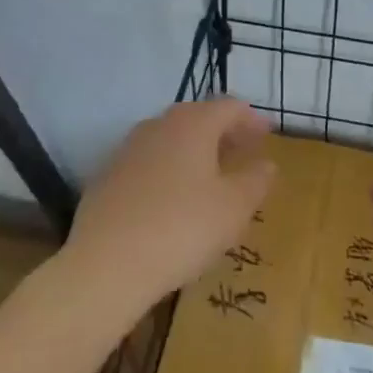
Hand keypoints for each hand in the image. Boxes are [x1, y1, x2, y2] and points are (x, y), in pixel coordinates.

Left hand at [61, 99, 276, 313]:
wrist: (106, 265)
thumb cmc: (182, 228)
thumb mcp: (234, 208)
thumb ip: (255, 181)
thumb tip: (265, 164)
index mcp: (192, 124)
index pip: (229, 107)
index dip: (251, 119)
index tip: (267, 135)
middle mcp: (158, 126)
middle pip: (197, 118)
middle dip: (223, 132)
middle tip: (243, 152)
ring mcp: (128, 150)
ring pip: (170, 139)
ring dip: (194, 151)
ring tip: (211, 177)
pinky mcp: (107, 177)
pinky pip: (148, 163)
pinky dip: (169, 170)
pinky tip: (174, 200)